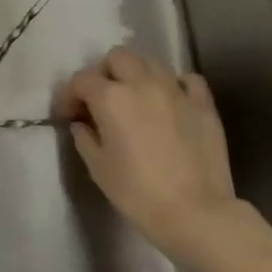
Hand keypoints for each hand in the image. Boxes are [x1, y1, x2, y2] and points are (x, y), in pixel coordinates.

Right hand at [58, 47, 253, 263]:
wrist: (196, 214)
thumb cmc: (138, 194)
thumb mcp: (98, 168)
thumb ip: (85, 138)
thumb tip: (82, 124)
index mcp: (111, 98)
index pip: (82, 79)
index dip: (70, 94)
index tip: (69, 114)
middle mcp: (142, 83)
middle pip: (117, 57)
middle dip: (104, 72)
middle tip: (102, 99)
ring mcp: (176, 90)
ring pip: (151, 62)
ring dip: (137, 74)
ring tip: (136, 98)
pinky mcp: (203, 104)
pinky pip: (187, 79)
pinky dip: (175, 84)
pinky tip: (170, 101)